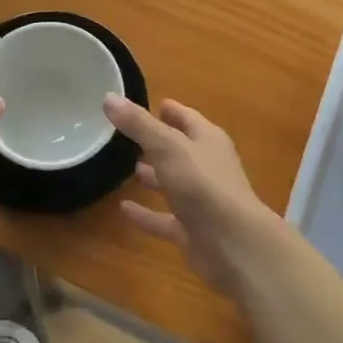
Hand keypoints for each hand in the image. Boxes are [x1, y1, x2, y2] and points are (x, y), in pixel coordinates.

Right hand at [105, 96, 286, 297]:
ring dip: (154, 176)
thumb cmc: (202, 185)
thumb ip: (138, 124)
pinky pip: (164, 218)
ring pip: (173, 183)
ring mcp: (201, 201)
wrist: (233, 245)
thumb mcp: (167, 147)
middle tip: (128, 137)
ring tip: (126, 168)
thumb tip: (109, 97)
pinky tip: (124, 210)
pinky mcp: (192, 231)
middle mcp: (207, 167)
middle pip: (180, 150)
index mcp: (208, 140)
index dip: (171, 111)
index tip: (152, 104)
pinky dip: (146, 214)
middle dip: (157, 143)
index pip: (187, 118)